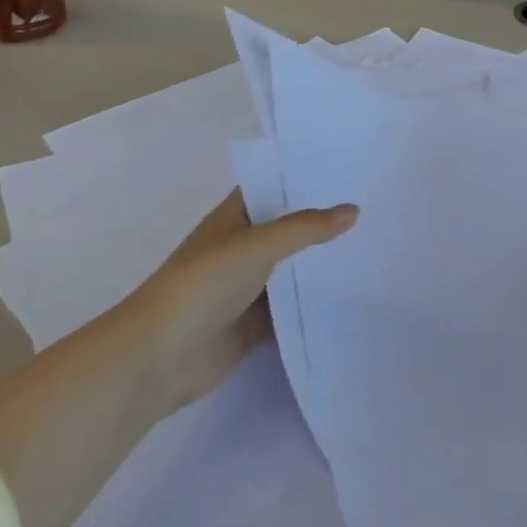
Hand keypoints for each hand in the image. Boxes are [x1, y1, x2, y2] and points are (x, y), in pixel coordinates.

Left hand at [134, 190, 355, 414]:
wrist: (159, 357)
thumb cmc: (204, 283)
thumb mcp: (258, 244)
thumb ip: (306, 228)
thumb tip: (354, 210)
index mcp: (232, 217)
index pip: (272, 186)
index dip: (301, 176)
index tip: (344, 169)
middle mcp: (238, 247)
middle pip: (284, 229)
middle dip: (318, 221)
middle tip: (368, 207)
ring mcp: (244, 288)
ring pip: (288, 271)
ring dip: (316, 265)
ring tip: (367, 247)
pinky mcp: (250, 326)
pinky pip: (287, 311)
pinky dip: (309, 306)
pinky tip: (346, 297)